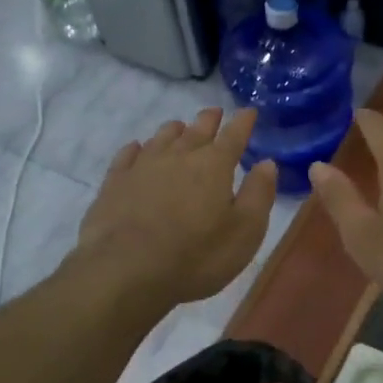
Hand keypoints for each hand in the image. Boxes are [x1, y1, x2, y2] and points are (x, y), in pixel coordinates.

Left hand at [75, 106, 277, 305]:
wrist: (126, 272)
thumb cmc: (196, 255)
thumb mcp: (245, 231)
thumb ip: (258, 194)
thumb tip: (267, 163)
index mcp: (214, 166)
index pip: (234, 135)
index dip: (243, 122)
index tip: (249, 111)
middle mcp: (179, 156)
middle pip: (197, 130)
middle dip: (209, 120)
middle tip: (214, 112)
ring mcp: (143, 167)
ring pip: (162, 138)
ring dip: (175, 130)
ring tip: (180, 127)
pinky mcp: (115, 183)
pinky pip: (128, 155)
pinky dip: (137, 148)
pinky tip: (137, 149)